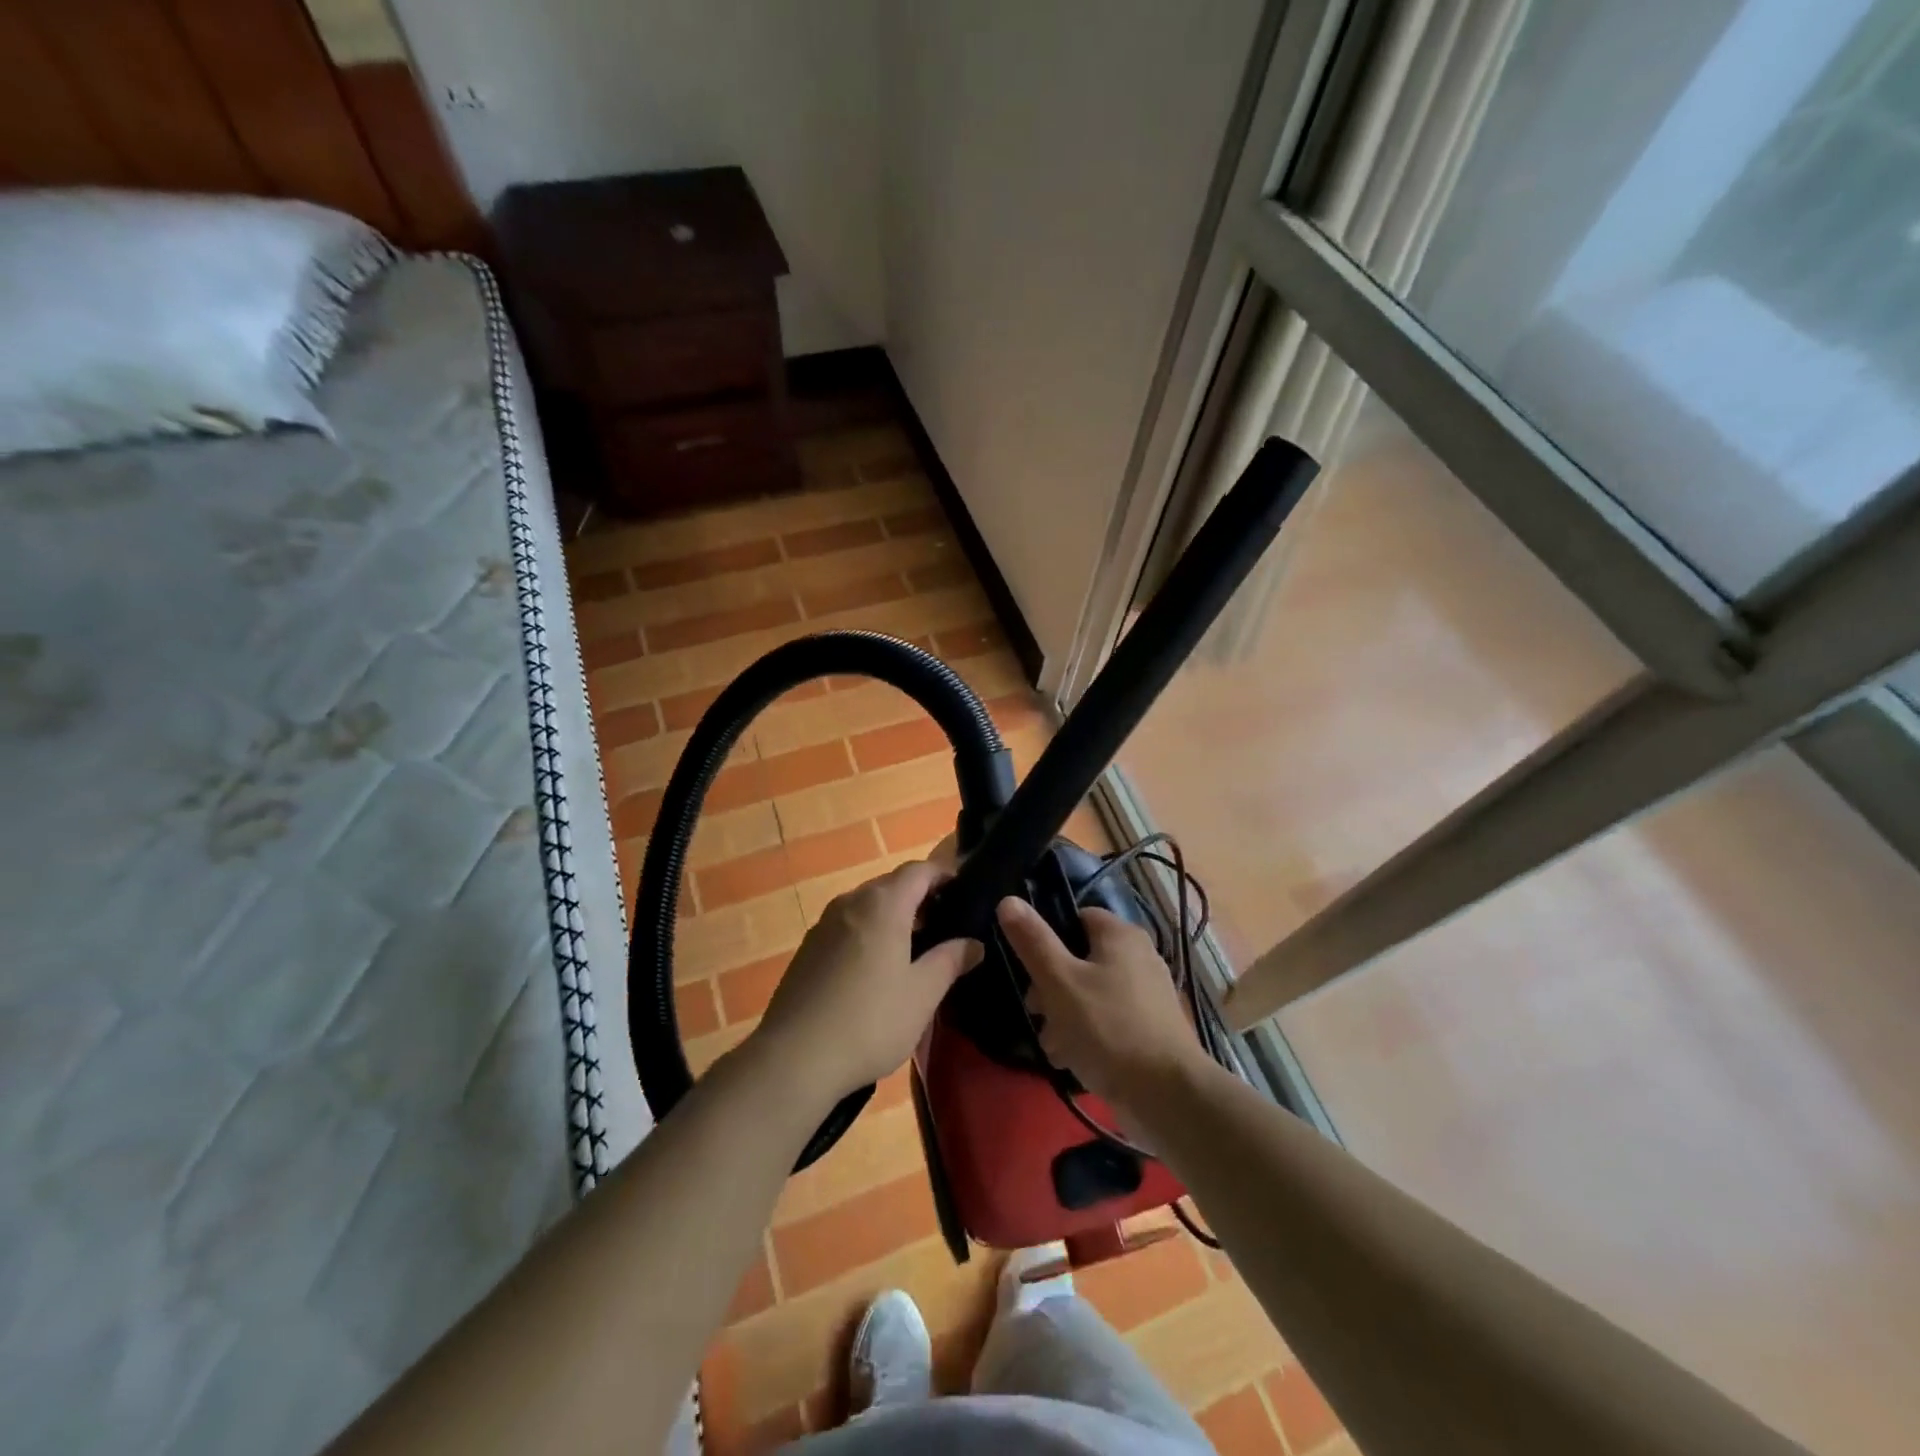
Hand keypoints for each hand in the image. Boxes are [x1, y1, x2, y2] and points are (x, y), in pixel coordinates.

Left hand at [749, 858, 982, 1106]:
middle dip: (920, 898)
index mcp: (883, 904)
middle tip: (945, 926)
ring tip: (914, 951)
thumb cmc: (870, 1020)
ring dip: (893, 917)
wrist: (794, 1058)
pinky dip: (868, 934)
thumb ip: (950, 960)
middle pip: (891, 885)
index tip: (964, 893)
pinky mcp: (807, 950)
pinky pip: (847, 927)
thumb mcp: (922, 993)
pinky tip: (875, 972)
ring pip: (867, 906)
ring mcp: (824, 925)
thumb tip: (974, 943)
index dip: (944, 875)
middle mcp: (851, 902)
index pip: (919, 870)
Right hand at [996, 897, 1207, 1122]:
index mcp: (1121, 935)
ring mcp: (1146, 995)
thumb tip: (1008, 900)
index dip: (1048, 938)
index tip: (1028, 967)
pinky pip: (1107, 1020)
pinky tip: (1071, 1060)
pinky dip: (1087, 1035)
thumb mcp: (1060, 981)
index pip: (1075, 917)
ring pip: (1089, 994)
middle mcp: (1138, 957)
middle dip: (1050, 988)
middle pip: (1079, 959)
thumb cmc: (1108, 1028)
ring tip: (1053, 1045)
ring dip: (1064, 1017)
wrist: (1167, 1096)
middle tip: (1036, 1012)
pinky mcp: (1148, 1029)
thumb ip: (1033, 941)